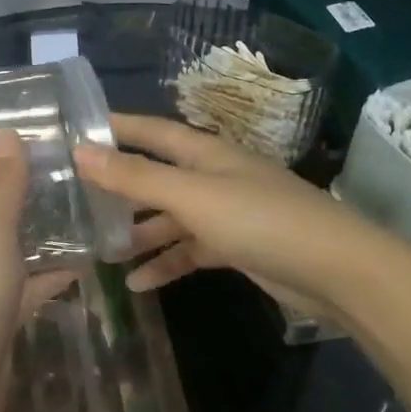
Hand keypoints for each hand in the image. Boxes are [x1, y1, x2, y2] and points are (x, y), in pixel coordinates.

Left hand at [0, 131, 74, 411]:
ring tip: (91, 206)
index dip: (3, 153)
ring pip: (16, 248)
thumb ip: (1, 185)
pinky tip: (85, 262)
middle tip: (81, 167)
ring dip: (46, 230)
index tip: (43, 129)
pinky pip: (30, 287)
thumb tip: (6, 133)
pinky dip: (53, 273)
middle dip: (32, 189)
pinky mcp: (0, 324)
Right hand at [74, 114, 348, 308]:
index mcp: (204, 152)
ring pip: (170, 217)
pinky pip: (190, 250)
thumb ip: (136, 177)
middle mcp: (212, 176)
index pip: (151, 131)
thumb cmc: (259, 219)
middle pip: (157, 176)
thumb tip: (80, 151)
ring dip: (139, 233)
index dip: (116, 128)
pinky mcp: (235, 246)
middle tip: (75, 197)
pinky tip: (138, 283)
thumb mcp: (191, 196)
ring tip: (99, 249)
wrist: (335, 270)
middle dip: (119, 186)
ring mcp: (225, 212)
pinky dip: (166, 263)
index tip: (75, 130)